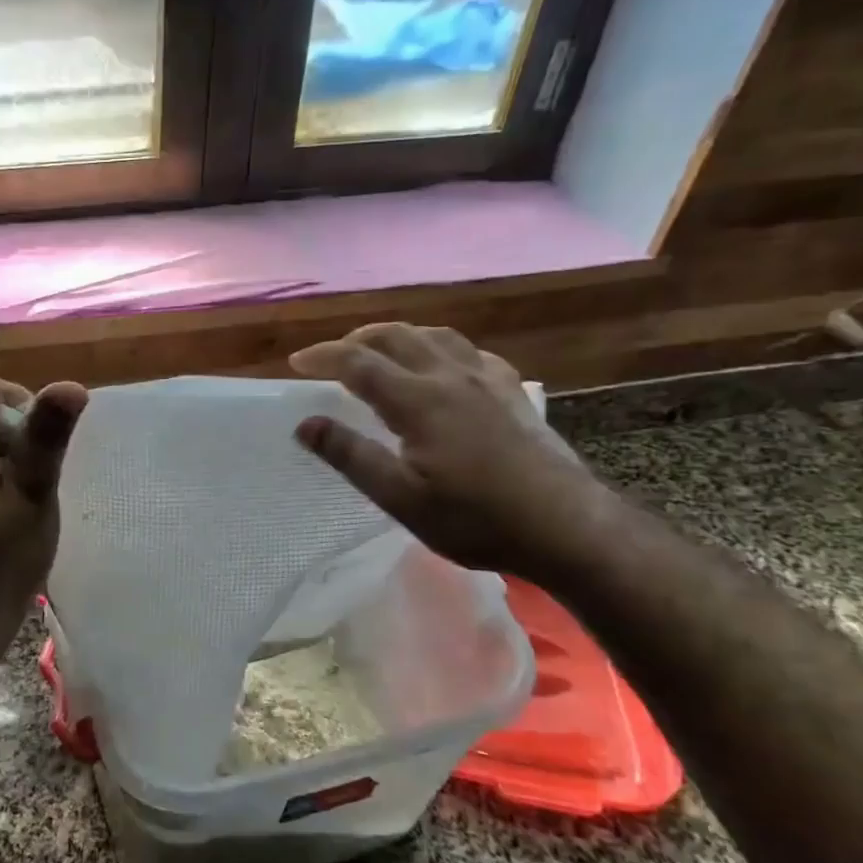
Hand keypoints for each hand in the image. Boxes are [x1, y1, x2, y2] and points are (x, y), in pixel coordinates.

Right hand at [290, 323, 597, 578]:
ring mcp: (487, 380)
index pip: (358, 363)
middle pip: (397, 336)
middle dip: (357, 339)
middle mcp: (451, 376)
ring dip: (399, 335)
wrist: (566, 527)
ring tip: (380, 350)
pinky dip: (441, 348)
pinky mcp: (512, 392)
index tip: (296, 363)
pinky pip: (471, 352)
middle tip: (333, 356)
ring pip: (435, 336)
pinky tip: (444, 365)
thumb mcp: (401, 498)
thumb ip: (351, 456)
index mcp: (418, 400)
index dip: (323, 357)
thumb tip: (305, 423)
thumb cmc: (475, 519)